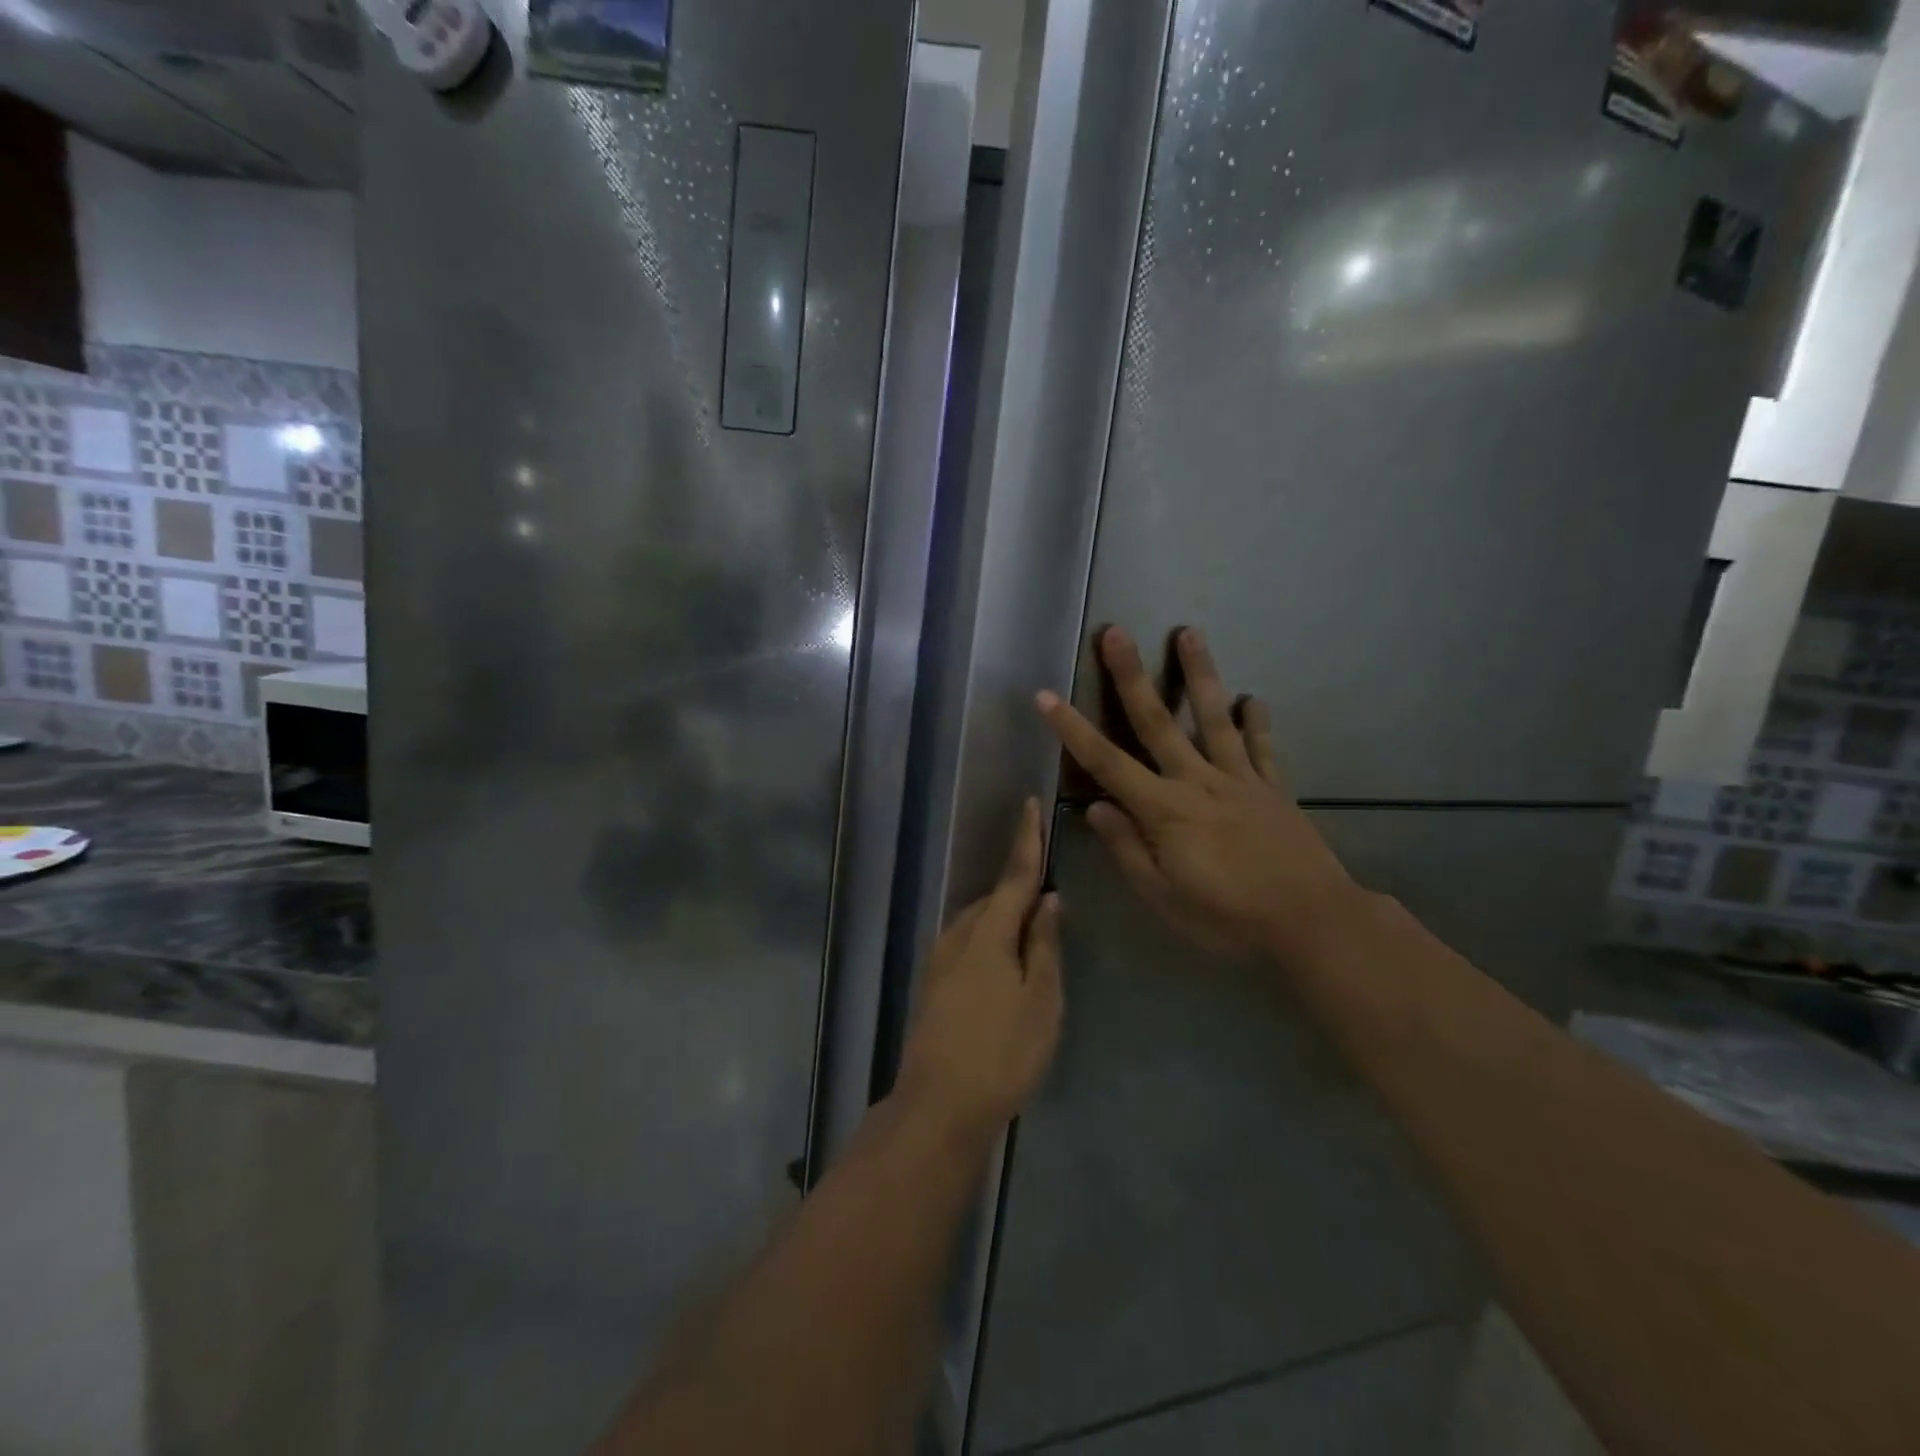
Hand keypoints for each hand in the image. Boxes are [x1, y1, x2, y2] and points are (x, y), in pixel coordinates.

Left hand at [893, 799, 1063, 1146]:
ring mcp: (940, 960)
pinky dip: (990, 939)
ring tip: (1032, 935)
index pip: (1014, 876)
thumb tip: (1048, 900)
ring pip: (979, 923)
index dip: (1026, 841)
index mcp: (988, 934)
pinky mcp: (933, 984)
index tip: (1030, 804)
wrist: (939, 1106)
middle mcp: (958, 936)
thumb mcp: (1041, 1000)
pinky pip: (968, 944)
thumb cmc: (1002, 1053)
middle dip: (1019, 891)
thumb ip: (1045, 945)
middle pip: (995, 900)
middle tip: (1050, 902)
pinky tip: (1004, 963)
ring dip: (1004, 918)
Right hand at [1037, 627, 1362, 961]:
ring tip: (1189, 632)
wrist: (1312, 922)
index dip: (1072, 729)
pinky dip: (1256, 720)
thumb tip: (1097, 808)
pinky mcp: (1273, 788)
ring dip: (1199, 674)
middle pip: (1158, 722)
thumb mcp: (1164, 898)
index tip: (1046, 695)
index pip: (1106, 763)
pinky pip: (1262, 747)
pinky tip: (1252, 697)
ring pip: (1213, 718)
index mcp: (1164, 810)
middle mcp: (1198, 782)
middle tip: (1116, 632)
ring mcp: (1239, 779)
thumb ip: (1128, 850)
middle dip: (1131, 676)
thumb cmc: (1228, 918)